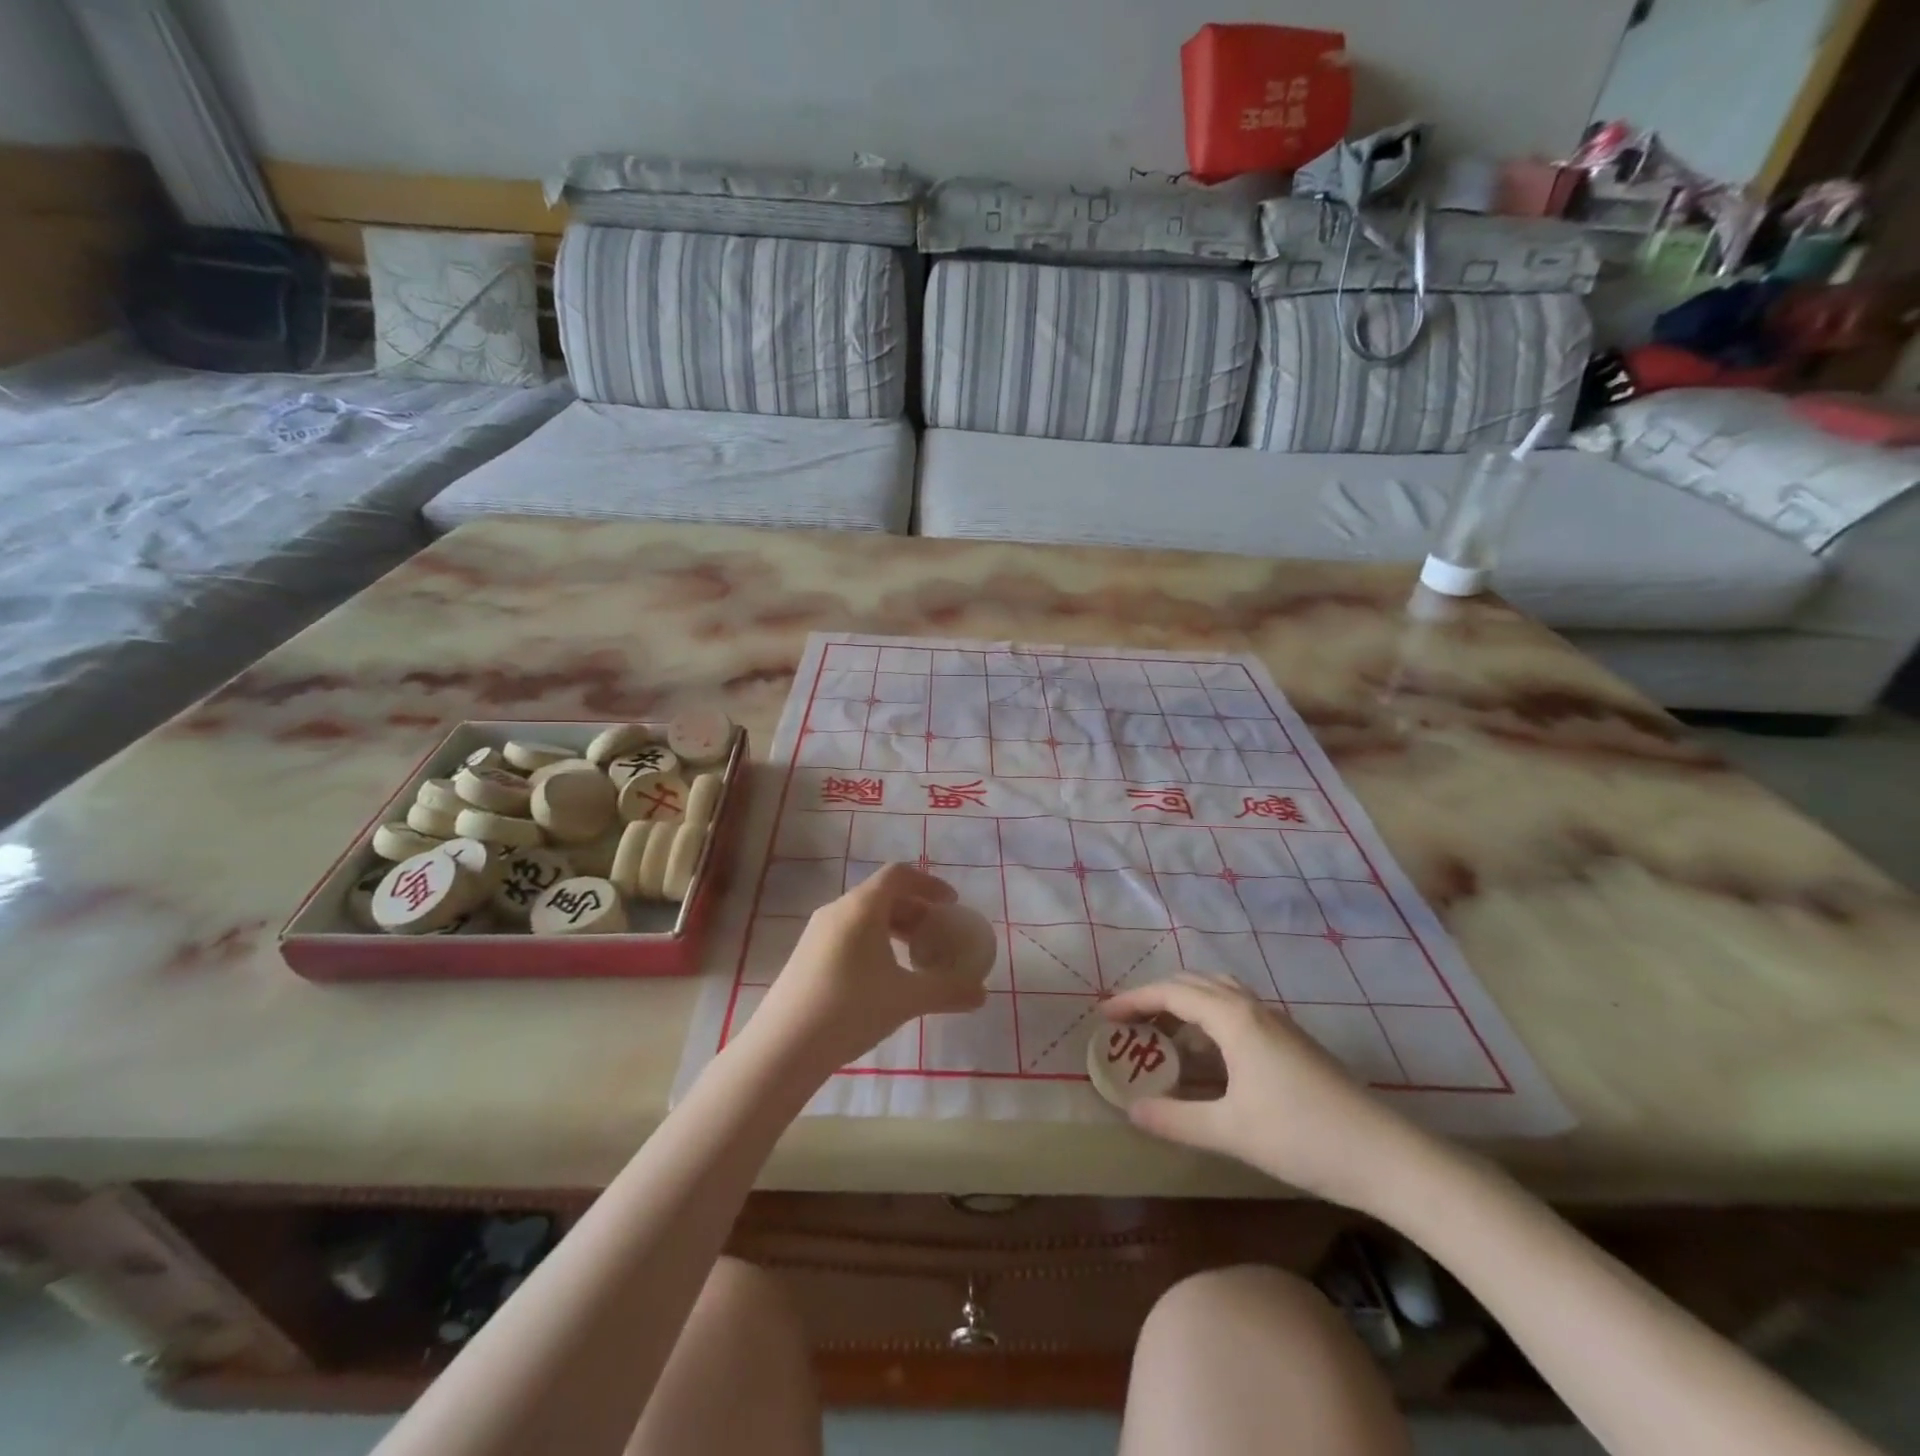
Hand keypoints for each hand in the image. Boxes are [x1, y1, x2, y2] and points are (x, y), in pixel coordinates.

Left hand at [751, 864, 987, 1077]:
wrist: (782, 1048)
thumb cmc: (849, 1010)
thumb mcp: (906, 999)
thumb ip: (948, 990)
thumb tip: (982, 993)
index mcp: (861, 907)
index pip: (899, 875)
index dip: (929, 884)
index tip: (951, 904)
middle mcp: (837, 910)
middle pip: (882, 895)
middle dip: (915, 910)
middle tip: (938, 935)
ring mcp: (816, 933)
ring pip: (864, 917)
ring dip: (894, 929)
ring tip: (914, 958)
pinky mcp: (805, 956)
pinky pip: (848, 934)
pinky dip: (873, 942)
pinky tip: (882, 978)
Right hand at [1101, 976, 1442, 1214]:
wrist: (1387, 1156)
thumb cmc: (1303, 1136)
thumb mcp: (1230, 1131)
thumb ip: (1176, 1118)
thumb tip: (1130, 1110)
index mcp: (1235, 1019)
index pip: (1172, 993)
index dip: (1134, 1001)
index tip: (1104, 1015)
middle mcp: (1253, 1008)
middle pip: (1195, 984)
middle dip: (1156, 997)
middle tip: (1129, 1023)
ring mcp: (1277, 1022)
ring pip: (1220, 993)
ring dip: (1186, 1003)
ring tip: (1163, 1034)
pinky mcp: (1292, 1041)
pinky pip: (1237, 1011)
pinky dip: (1209, 1018)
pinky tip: (1209, 1055)